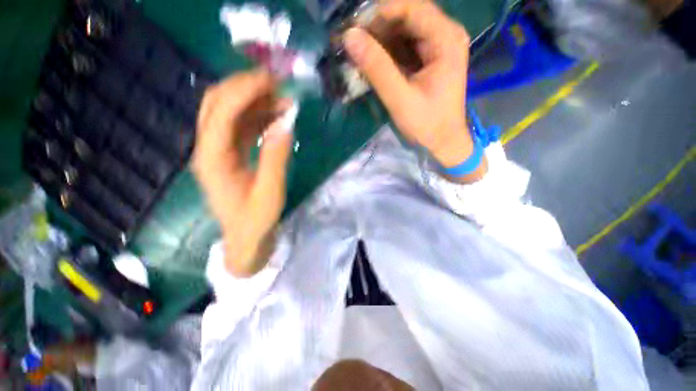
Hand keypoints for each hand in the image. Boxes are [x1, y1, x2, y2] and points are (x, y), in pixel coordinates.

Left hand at [192, 69, 293, 276]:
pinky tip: (277, 117)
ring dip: (255, 101)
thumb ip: (276, 157)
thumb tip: (285, 123)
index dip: (245, 91)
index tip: (272, 81)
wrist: (246, 239)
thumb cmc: (256, 221)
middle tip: (276, 84)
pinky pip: (241, 127)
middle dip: (245, 88)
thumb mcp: (270, 191)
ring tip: (283, 100)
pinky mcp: (230, 154)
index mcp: (213, 159)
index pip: (221, 112)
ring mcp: (218, 150)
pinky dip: (258, 117)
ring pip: (230, 113)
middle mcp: (208, 149)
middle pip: (217, 104)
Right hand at [343, 0, 485, 181]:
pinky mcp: (428, 60)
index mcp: (446, 39)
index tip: (353, 29)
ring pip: (403, 32)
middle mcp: (445, 35)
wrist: (443, 142)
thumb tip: (350, 37)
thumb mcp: (400, 99)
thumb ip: (377, 69)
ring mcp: (437, 47)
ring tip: (358, 54)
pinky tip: (372, 64)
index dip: (379, 12)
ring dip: (379, 41)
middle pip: (406, 17)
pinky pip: (404, 47)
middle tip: (352, 43)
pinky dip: (386, 53)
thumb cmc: (427, 124)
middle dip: (377, 28)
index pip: (411, 8)